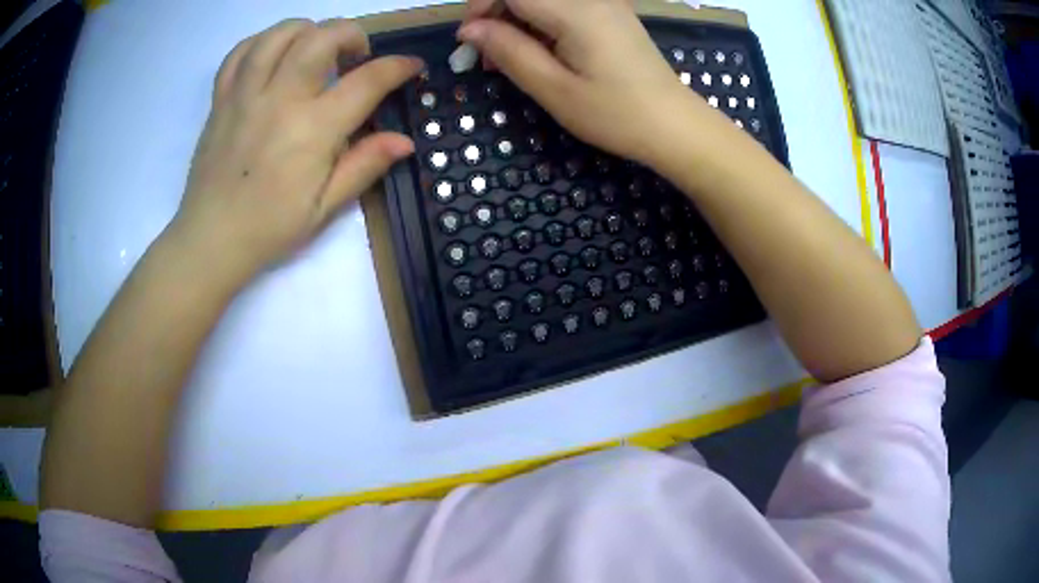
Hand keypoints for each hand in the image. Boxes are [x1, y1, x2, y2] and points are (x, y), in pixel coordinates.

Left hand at [169, 18, 421, 283]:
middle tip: (355, 55)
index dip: (398, 67)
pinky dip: (263, 42)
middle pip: (322, 37)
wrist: (210, 240)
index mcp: (312, 129)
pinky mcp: (221, 99)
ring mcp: (245, 94)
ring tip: (314, 48)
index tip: (411, 66)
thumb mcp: (324, 208)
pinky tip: (274, 55)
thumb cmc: (269, 228)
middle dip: (351, 33)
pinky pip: (241, 52)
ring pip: (280, 34)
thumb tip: (404, 141)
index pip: (367, 81)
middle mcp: (280, 99)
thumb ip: (364, 166)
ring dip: (308, 30)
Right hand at [458, 0, 702, 166]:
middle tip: (487, 55)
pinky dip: (539, 22)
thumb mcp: (554, 89)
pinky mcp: (609, 11)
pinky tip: (537, 50)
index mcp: (574, 9)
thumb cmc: (616, 114)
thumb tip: (469, 29)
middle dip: (496, 13)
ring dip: (516, 20)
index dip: (481, 6)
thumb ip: (508, 51)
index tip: (471, 41)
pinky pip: (561, 5)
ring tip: (508, 59)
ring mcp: (603, 1)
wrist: (674, 125)